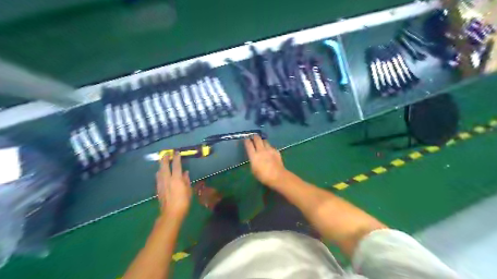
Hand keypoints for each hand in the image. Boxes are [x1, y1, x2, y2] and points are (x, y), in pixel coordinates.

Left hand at [156, 153, 191, 220]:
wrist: (171, 213)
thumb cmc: (183, 202)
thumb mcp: (188, 190)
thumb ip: (186, 180)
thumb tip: (185, 172)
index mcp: (176, 178)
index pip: (176, 165)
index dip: (176, 158)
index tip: (177, 152)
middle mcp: (167, 179)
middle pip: (164, 166)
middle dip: (165, 159)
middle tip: (166, 154)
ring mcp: (161, 184)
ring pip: (159, 171)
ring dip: (161, 165)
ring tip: (162, 162)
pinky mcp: (158, 189)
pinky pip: (158, 178)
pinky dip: (159, 173)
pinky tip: (159, 173)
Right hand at [245, 135, 287, 187]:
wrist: (278, 176)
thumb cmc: (263, 176)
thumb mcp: (253, 170)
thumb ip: (253, 161)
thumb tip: (254, 157)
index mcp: (254, 156)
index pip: (249, 144)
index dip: (246, 140)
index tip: (246, 138)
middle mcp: (261, 150)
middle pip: (257, 139)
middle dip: (254, 137)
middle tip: (253, 137)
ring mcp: (269, 150)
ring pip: (265, 141)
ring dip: (262, 141)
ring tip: (261, 142)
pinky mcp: (276, 151)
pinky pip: (271, 146)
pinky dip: (269, 147)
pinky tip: (269, 151)